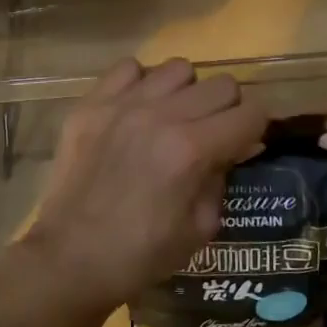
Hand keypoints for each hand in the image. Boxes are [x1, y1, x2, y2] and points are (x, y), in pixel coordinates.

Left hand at [17, 58, 266, 313]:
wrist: (69, 257)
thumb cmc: (140, 254)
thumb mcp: (200, 228)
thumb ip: (221, 179)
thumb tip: (232, 150)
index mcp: (192, 150)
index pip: (250, 112)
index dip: (256, 128)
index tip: (247, 142)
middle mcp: (161, 115)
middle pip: (221, 84)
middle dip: (227, 109)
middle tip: (213, 133)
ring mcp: (122, 104)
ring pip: (178, 69)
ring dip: (186, 92)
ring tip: (173, 117)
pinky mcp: (91, 104)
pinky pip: (129, 68)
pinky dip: (142, 83)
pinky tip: (137, 110)